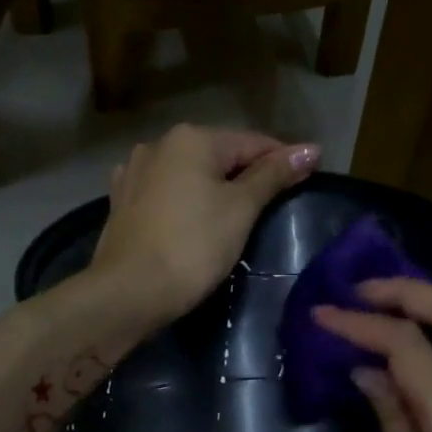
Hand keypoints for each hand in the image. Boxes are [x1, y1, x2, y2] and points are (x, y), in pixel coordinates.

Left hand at [91, 125, 320, 330]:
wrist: (128, 292)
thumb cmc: (193, 246)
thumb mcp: (241, 209)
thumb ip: (273, 176)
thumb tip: (311, 149)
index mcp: (191, 139)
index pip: (252, 143)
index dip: (283, 159)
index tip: (308, 176)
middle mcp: (159, 144)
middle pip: (217, 156)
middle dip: (246, 174)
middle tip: (274, 204)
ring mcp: (134, 173)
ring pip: (188, 175)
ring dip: (213, 188)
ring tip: (235, 215)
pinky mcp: (121, 202)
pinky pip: (165, 194)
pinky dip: (184, 201)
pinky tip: (191, 218)